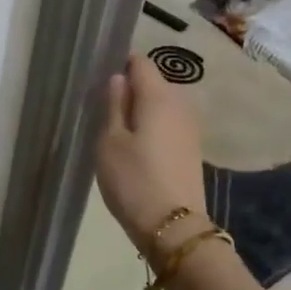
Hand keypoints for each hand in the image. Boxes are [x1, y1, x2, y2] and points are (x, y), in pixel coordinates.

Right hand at [95, 53, 207, 251]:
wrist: (173, 227)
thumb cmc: (133, 180)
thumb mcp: (110, 142)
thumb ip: (114, 105)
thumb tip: (118, 79)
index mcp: (158, 96)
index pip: (140, 62)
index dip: (119, 63)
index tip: (99, 79)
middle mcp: (180, 104)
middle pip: (153, 83)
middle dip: (129, 89)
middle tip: (102, 109)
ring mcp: (190, 127)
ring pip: (161, 105)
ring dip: (140, 110)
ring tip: (116, 130)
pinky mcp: (192, 148)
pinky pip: (168, 124)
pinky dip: (151, 127)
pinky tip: (135, 148)